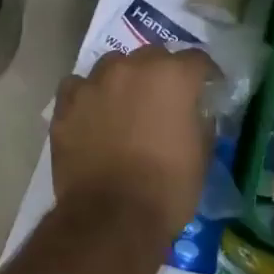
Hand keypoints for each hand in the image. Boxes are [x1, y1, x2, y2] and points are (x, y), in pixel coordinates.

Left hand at [51, 46, 214, 243]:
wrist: (112, 217)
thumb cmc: (167, 188)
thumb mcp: (202, 154)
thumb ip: (199, 120)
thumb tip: (193, 111)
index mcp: (172, 76)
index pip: (196, 59)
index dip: (204, 75)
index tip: (208, 89)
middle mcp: (131, 67)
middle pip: (151, 56)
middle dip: (161, 73)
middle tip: (164, 100)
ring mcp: (94, 83)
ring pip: (112, 66)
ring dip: (122, 80)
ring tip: (124, 105)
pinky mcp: (66, 104)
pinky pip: (78, 87)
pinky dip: (88, 96)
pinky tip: (91, 114)